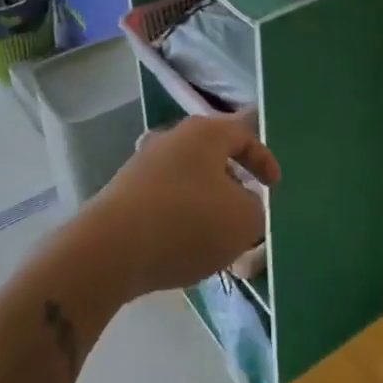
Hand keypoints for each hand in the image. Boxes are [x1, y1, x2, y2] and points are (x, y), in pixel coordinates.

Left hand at [85, 112, 279, 298]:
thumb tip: (243, 205)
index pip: (244, 135)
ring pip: (186, 175)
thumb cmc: (187, 223)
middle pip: (212, 152)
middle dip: (231, 178)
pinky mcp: (121, 191)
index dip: (264, 160)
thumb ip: (255, 209)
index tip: (274, 186)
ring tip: (214, 230)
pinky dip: (178, 214)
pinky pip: (163, 197)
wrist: (109, 249)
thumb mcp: (244, 221)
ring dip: (204, 198)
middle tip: (245, 204)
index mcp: (206, 133)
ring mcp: (143, 163)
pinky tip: (181, 243)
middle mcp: (173, 137)